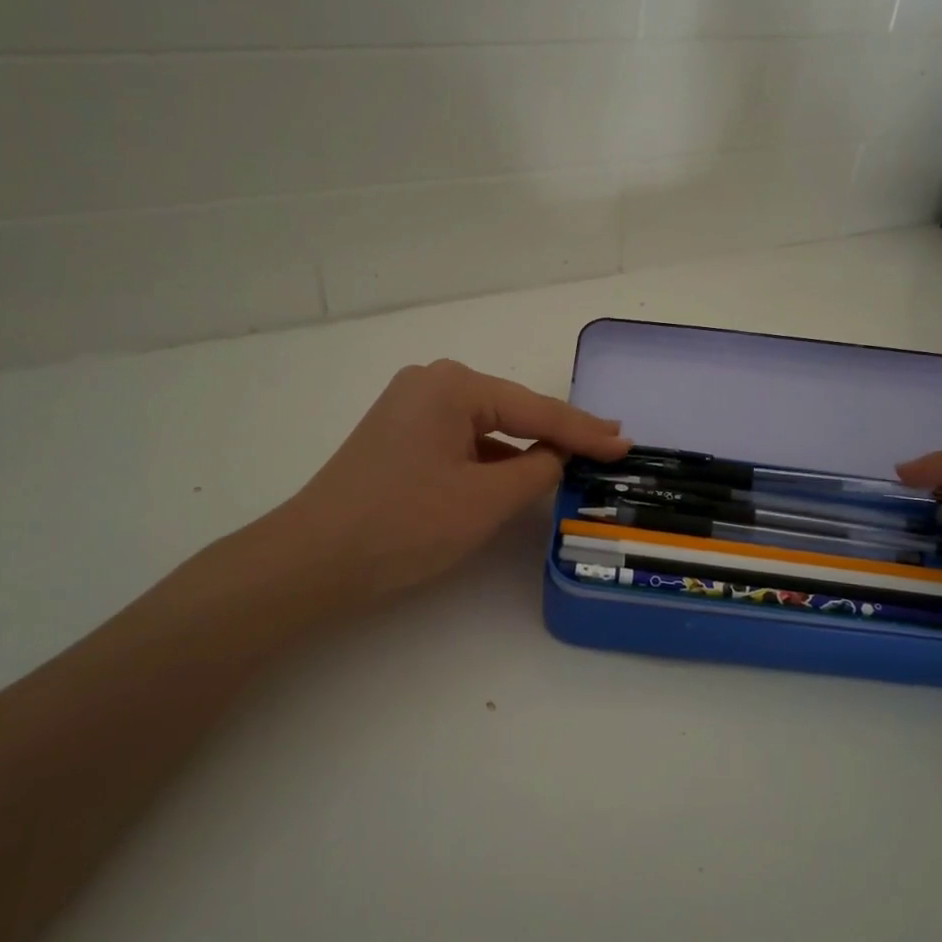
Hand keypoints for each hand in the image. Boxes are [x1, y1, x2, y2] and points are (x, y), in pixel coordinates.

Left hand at [271, 360, 629, 600]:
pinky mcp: (398, 435)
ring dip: (523, 448)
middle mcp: (431, 383)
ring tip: (571, 462)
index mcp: (454, 386)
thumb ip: (536, 471)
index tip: (627, 442)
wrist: (314, 559)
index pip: (536, 411)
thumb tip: (554, 456)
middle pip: (511, 411)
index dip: (585, 432)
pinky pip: (460, 441)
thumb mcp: (486, 500)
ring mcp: (409, 407)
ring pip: (486, 427)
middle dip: (557, 434)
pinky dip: (490, 459)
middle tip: (607, 446)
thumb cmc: (406, 524)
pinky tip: (516, 474)